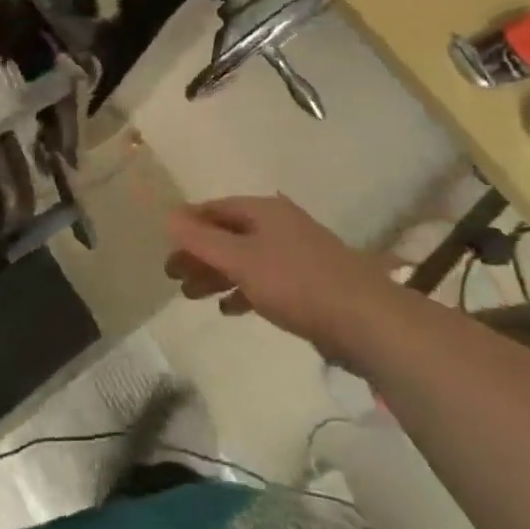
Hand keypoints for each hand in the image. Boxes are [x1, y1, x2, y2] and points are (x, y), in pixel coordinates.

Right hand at [165, 195, 394, 358]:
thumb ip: (203, 240)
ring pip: (244, 258)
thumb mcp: (242, 260)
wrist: (365, 319)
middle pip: (228, 233)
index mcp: (264, 211)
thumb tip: (168, 215)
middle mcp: (279, 225)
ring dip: (217, 274)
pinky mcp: (307, 283)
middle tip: (173, 276)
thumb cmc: (296, 283)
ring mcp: (295, 253)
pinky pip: (264, 280)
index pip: (215, 209)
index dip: (187, 225)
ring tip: (191, 295)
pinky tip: (228, 309)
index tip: (164, 245)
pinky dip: (243, 290)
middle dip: (199, 253)